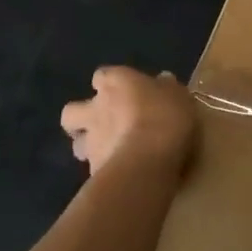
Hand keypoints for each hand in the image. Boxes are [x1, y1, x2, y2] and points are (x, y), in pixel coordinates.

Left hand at [59, 67, 194, 177]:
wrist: (148, 161)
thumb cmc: (165, 117)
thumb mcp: (178, 96)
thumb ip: (167, 88)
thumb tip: (162, 80)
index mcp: (115, 82)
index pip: (102, 76)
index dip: (109, 83)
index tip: (121, 90)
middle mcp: (96, 108)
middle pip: (72, 110)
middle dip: (80, 117)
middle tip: (100, 124)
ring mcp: (91, 140)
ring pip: (77, 142)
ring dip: (87, 146)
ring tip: (107, 152)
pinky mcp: (93, 169)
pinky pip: (93, 168)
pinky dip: (103, 170)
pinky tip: (119, 175)